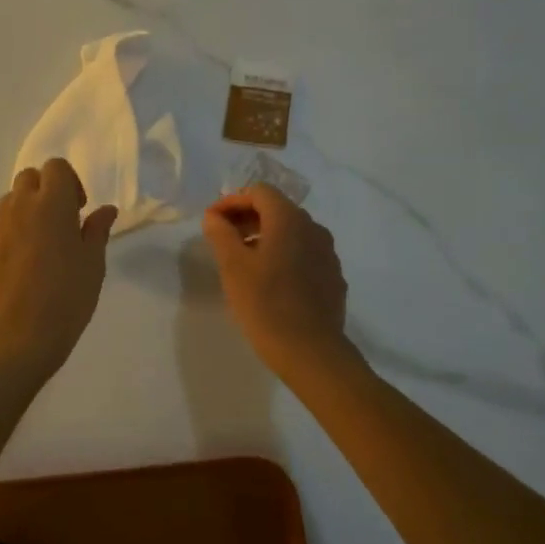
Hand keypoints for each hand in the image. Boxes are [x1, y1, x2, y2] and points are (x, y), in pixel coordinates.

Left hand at [0, 159, 117, 378]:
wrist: (23, 332)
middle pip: (28, 178)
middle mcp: (19, 206)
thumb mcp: (93, 262)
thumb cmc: (69, 294)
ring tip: (36, 244)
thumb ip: (97, 229)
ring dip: (23, 212)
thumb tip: (105, 210)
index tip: (78, 209)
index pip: (56, 167)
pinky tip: (17, 268)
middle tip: (58, 221)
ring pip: (8, 203)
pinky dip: (6, 239)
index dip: (69, 182)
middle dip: (43, 191)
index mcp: (52, 203)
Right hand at [203, 184, 351, 380]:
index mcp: (289, 220)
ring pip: (292, 232)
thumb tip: (214, 216)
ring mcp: (328, 254)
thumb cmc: (265, 304)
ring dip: (265, 236)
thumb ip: (221, 233)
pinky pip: (305, 254)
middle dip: (247, 217)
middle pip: (277, 209)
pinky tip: (270, 280)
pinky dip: (284, 255)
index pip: (259, 192)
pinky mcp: (332, 277)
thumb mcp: (232, 267)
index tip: (212, 221)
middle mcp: (314, 229)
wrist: (310, 351)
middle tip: (223, 238)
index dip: (232, 201)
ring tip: (243, 260)